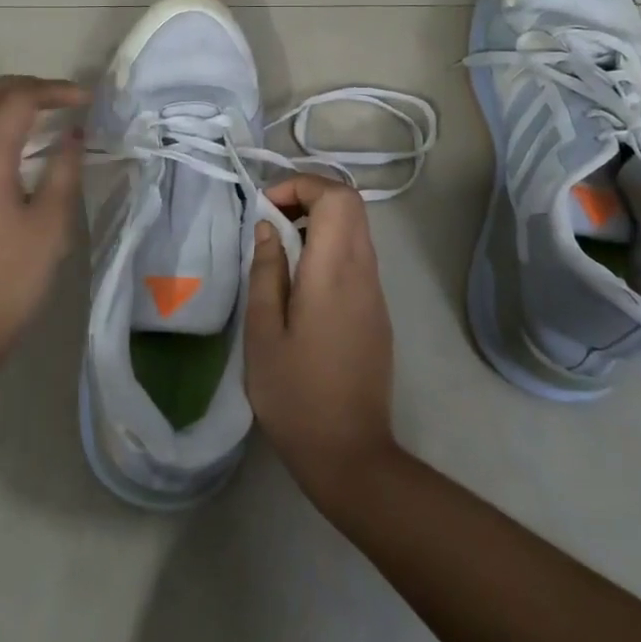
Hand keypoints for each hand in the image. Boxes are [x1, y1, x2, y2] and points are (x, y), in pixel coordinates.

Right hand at [245, 175, 398, 505]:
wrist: (351, 454)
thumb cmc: (296, 395)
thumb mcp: (263, 332)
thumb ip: (266, 271)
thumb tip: (267, 228)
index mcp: (335, 271)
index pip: (336, 196)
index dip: (301, 186)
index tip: (265, 208)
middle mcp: (363, 272)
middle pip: (350, 205)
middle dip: (309, 197)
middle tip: (270, 221)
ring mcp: (375, 292)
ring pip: (355, 229)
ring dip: (318, 222)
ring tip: (279, 249)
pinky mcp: (377, 312)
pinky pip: (356, 257)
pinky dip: (328, 247)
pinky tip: (299, 282)